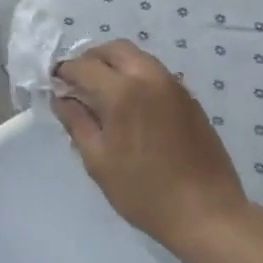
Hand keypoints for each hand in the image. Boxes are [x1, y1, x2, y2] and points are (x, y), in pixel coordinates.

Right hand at [53, 41, 248, 254]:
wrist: (207, 213)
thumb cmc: (144, 191)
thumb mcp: (98, 160)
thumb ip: (76, 123)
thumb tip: (61, 99)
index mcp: (122, 91)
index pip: (84, 66)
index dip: (64, 72)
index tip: (54, 84)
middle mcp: (149, 77)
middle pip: (114, 49)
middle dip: (91, 59)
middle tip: (78, 83)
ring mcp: (174, 86)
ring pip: (138, 57)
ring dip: (115, 65)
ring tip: (104, 94)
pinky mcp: (189, 99)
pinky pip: (155, 73)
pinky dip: (136, 77)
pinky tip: (131, 106)